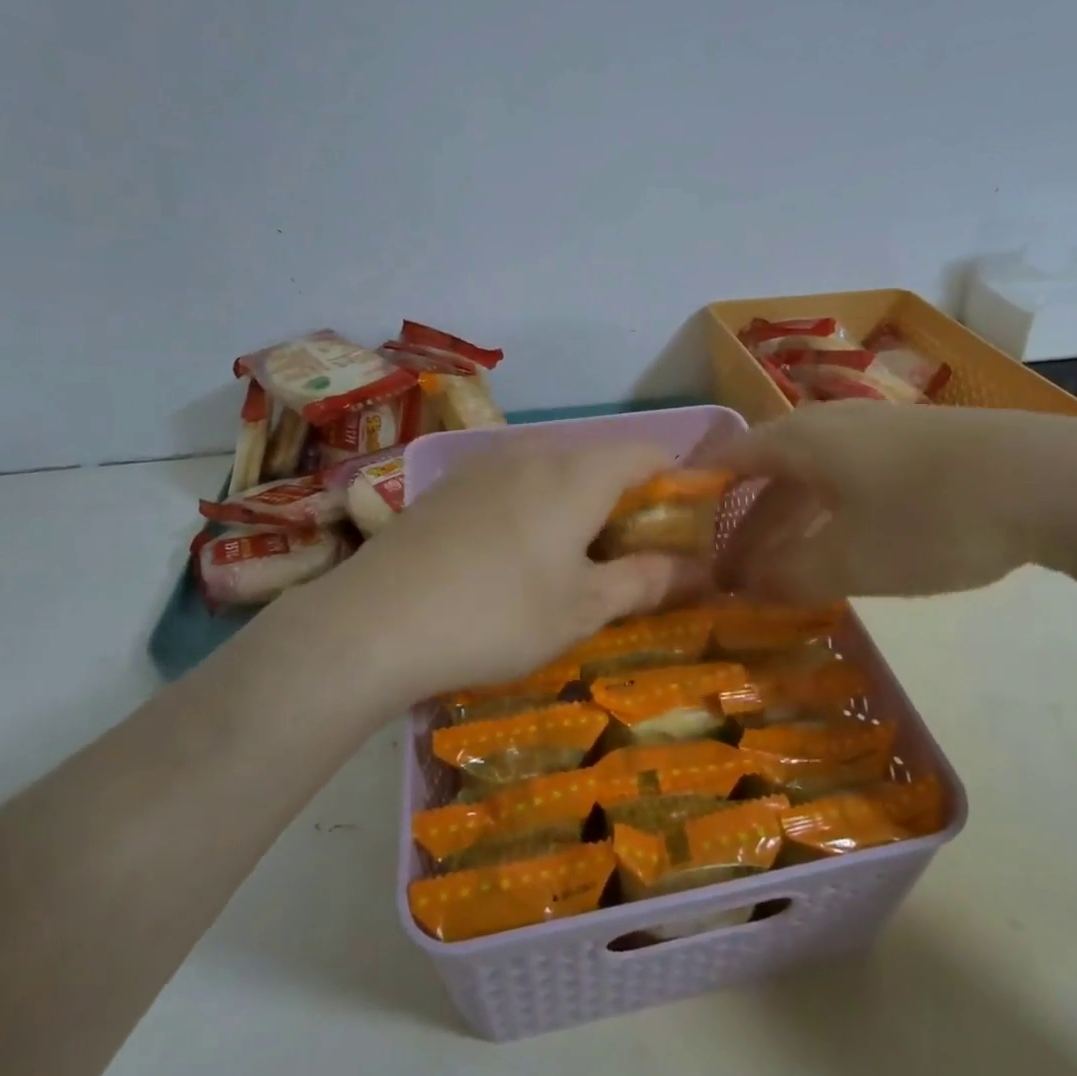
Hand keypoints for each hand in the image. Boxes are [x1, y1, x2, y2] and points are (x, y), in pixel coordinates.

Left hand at [304, 443, 702, 703]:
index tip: (687, 525)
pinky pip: (512, 483)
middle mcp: (534, 453)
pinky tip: (513, 555)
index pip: (648, 455)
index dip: (678, 482)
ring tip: (573, 559)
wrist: (375, 622)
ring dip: (578, 505)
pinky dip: (535, 507)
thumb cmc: (497, 614)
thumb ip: (646, 581)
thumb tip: (701, 569)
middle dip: (627, 501)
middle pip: (600, 461)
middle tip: (632, 557)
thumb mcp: (583, 608)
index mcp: (578, 474)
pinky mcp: (448, 486)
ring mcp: (484, 465)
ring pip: (553, 472)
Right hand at [706, 400, 1076, 600]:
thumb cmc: (933, 518)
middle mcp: (829, 425)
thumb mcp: (850, 561)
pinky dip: (827, 518)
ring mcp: (877, 432)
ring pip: (810, 481)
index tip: (673, 536)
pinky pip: (848, 483)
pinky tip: (840, 551)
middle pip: (766, 475)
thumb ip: (788, 576)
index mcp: (799, 440)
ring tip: (776, 576)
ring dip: (787, 527)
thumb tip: (747, 585)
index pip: (725, 460)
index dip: (694, 496)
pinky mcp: (917, 448)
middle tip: (727, 577)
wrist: (1058, 482)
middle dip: (742, 528)